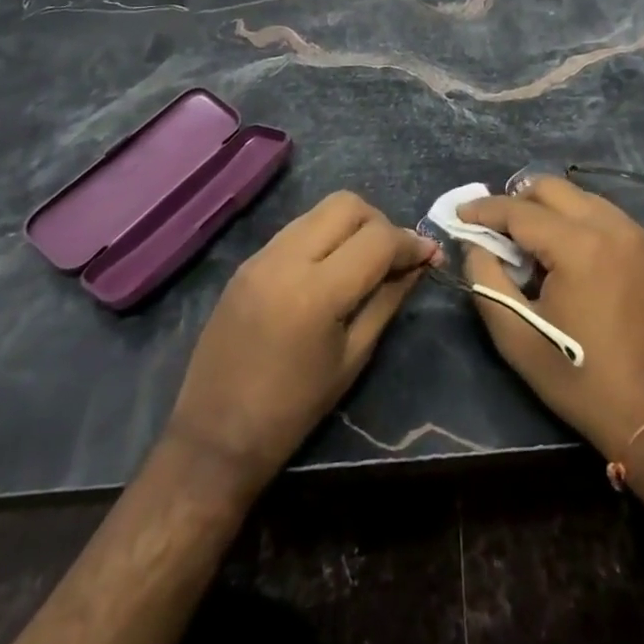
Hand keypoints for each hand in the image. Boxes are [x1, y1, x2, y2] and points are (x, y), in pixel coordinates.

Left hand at [166, 190, 436, 497]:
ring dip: (351, 225)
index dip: (410, 243)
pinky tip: (330, 268)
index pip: (377, 239)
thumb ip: (388, 300)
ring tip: (363, 261)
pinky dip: (324, 235)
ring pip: (321, 210)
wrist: (213, 438)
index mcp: (317, 292)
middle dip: (380, 223)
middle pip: (348, 205)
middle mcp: (287, 258)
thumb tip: (420, 264)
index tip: (430, 256)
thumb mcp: (353, 358)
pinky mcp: (248, 261)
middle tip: (393, 257)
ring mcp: (262, 255)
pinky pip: (297, 228)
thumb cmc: (293, 411)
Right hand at [458, 175, 643, 458]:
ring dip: (551, 209)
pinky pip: (609, 218)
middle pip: (553, 188)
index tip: (460, 214)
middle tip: (496, 227)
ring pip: (583, 198)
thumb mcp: (517, 336)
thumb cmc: (580, 379)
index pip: (520, 210)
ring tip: (533, 243)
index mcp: (579, 246)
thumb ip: (485, 279)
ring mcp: (641, 237)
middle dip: (518, 199)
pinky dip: (582, 223)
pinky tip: (572, 255)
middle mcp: (613, 227)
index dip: (484, 209)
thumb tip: (475, 243)